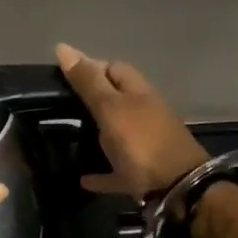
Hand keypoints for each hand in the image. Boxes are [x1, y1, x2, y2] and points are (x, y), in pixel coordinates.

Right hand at [55, 43, 208, 198]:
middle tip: (59, 105)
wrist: (178, 190)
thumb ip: (88, 81)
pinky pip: (118, 169)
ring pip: (117, 133)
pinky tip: (83, 178)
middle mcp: (145, 113)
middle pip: (116, 99)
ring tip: (67, 137)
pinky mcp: (144, 174)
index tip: (63, 75)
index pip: (114, 67)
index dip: (90, 66)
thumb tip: (64, 48)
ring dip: (96, 134)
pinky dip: (102, 171)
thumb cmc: (141, 142)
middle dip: (91, 99)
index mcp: (139, 92)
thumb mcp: (110, 107)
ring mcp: (146, 144)